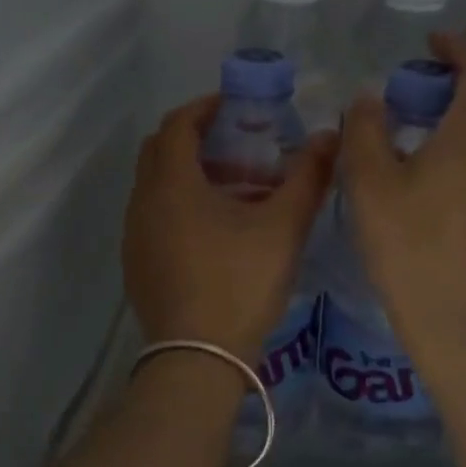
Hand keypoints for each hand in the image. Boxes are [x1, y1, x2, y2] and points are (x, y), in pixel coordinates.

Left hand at [125, 96, 336, 361]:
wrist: (197, 359)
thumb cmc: (240, 283)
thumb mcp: (283, 227)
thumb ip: (308, 177)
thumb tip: (330, 137)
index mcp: (172, 184)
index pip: (178, 124)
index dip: (206, 108)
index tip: (237, 107)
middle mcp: (143, 202)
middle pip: (160, 150)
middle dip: (196, 138)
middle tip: (238, 145)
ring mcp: (135, 236)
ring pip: (156, 186)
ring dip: (188, 175)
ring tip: (234, 189)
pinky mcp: (137, 264)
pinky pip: (154, 216)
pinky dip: (179, 205)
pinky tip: (215, 231)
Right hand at [337, 32, 465, 351]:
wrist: (459, 320)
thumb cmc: (410, 245)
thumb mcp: (370, 182)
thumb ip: (365, 129)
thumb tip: (370, 97)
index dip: (458, 46)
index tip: (432, 40)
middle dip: (459, 79)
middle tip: (418, 81)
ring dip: (463, 114)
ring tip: (422, 123)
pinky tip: (437, 169)